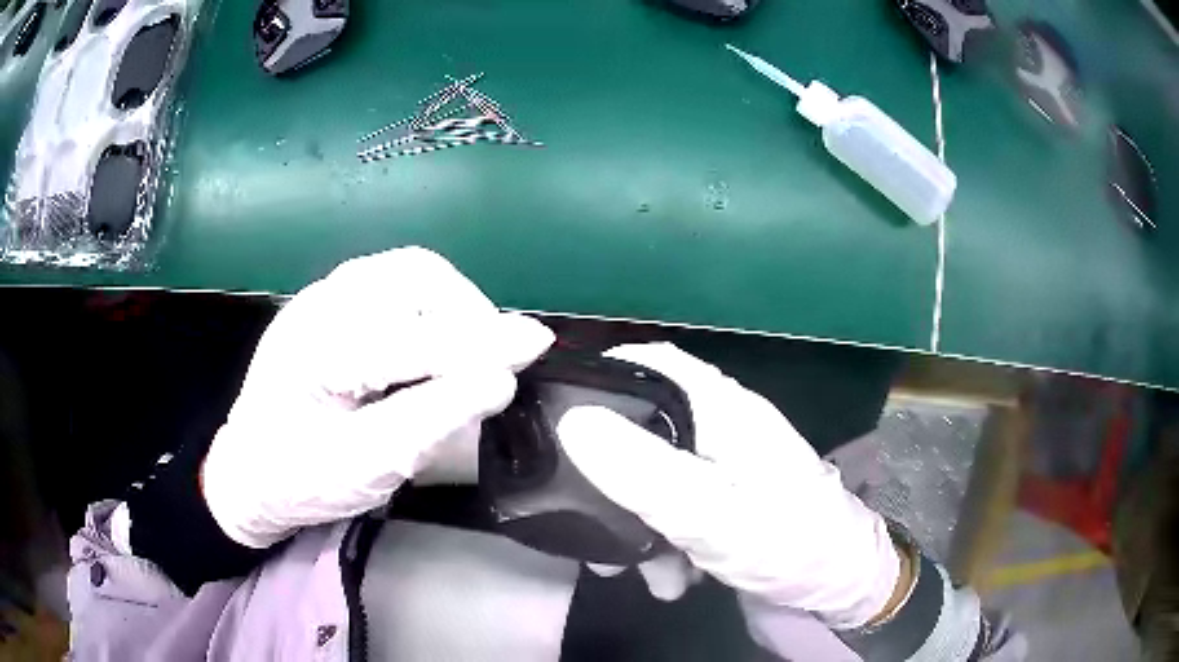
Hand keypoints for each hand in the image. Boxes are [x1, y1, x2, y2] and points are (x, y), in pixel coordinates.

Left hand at [202, 248, 553, 548]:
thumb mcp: (365, 466)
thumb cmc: (299, 480)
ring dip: (454, 304)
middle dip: (468, 313)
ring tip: (473, 349)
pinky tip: (439, 340)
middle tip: (494, 360)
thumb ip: (432, 421)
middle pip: (414, 277)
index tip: (536, 348)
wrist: (248, 472)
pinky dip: (434, 305)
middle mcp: (319, 303)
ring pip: (410, 271)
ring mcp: (323, 295)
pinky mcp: (332, 302)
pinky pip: (397, 283)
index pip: (411, 337)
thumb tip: (501, 380)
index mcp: (314, 348)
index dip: (479, 343)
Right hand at [556, 343, 900, 628]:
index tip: (556, 410)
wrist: (838, 587)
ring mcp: (725, 468)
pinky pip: (677, 509)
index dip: (603, 376)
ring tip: (625, 570)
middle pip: (646, 427)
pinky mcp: (727, 502)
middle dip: (609, 474)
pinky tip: (668, 581)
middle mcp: (722, 430)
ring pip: (656, 476)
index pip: (656, 364)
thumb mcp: (712, 515)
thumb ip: (645, 472)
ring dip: (634, 522)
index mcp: (724, 411)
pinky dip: (663, 542)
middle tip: (578, 513)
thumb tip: (573, 421)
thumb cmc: (786, 544)